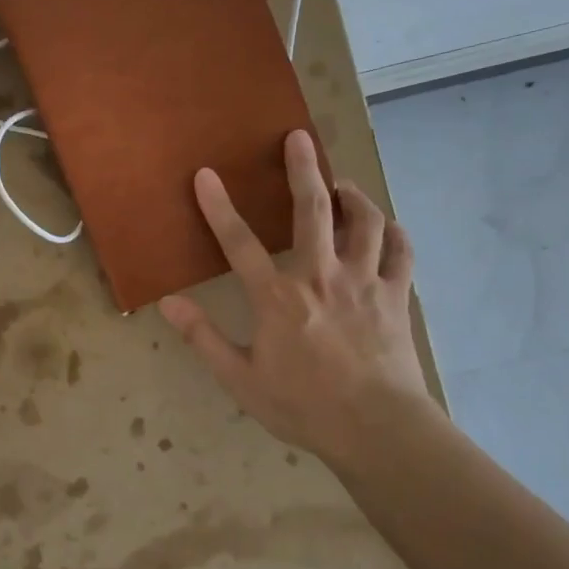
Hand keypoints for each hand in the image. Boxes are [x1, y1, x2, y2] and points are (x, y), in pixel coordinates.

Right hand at [159, 130, 431, 462]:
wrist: (378, 430)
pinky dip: (393, 232)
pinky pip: (400, 251)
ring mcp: (365, 282)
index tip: (206, 175)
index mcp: (278, 297)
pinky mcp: (396, 296)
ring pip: (365, 222)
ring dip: (353, 195)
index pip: (240, 242)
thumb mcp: (241, 380)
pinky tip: (385, 227)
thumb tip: (168, 304)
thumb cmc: (303, 406)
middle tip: (299, 138)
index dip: (219, 206)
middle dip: (303, 169)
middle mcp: (322, 276)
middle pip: (314, 210)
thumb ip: (204, 338)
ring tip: (341, 184)